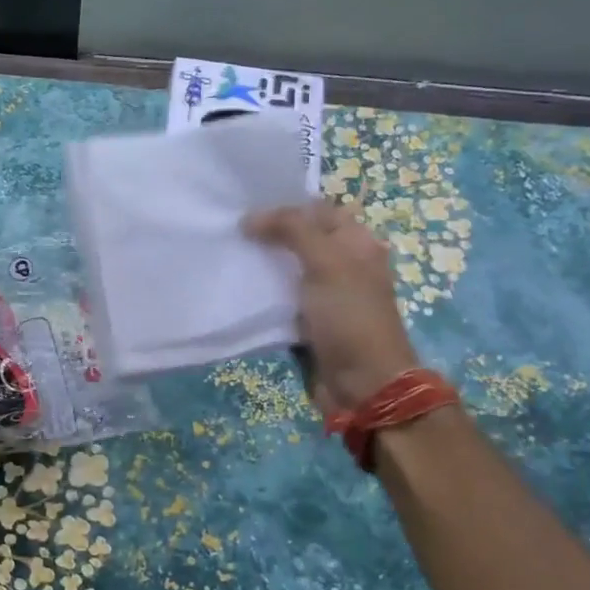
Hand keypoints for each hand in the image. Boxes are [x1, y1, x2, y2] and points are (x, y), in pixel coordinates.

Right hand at [244, 201, 420, 417]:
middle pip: (300, 240)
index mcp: (356, 244)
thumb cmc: (350, 317)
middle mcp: (342, 265)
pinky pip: (280, 300)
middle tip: (228, 230)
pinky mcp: (307, 322)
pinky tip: (235, 288)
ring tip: (225, 254)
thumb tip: (250, 217)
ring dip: (260, 265)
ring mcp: (324, 296)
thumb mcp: (326, 263)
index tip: (244, 206)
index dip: (285, 206)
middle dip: (267, 235)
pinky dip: (261, 295)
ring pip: (286, 270)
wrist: (363, 384)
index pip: (318, 211)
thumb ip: (291, 231)